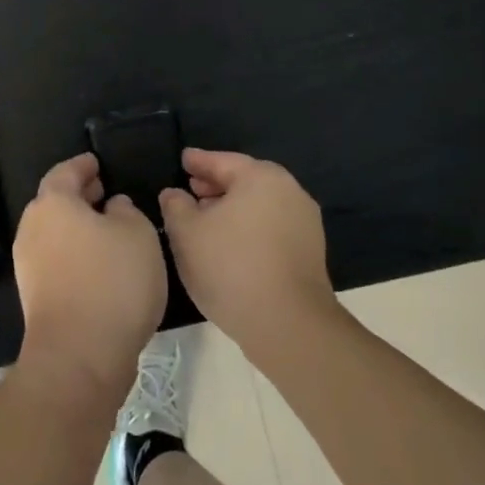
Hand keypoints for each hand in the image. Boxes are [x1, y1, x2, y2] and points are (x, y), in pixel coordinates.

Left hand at [13, 152, 166, 402]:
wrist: (79, 357)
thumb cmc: (112, 281)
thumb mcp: (138, 234)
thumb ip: (126, 211)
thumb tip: (112, 207)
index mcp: (53, 202)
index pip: (66, 171)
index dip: (83, 165)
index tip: (97, 163)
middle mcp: (33, 227)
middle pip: (54, 201)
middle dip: (79, 195)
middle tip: (104, 192)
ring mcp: (29, 263)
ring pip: (54, 231)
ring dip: (77, 226)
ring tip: (108, 229)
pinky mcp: (34, 295)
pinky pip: (56, 259)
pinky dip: (74, 252)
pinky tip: (100, 264)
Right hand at [160, 149, 336, 355]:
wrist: (288, 325)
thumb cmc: (231, 267)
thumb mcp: (186, 233)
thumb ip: (175, 206)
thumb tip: (174, 194)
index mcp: (261, 177)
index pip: (222, 161)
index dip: (198, 161)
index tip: (183, 159)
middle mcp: (289, 191)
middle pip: (245, 180)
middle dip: (216, 184)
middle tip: (192, 188)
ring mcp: (304, 223)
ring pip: (259, 205)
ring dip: (233, 208)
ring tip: (207, 219)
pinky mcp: (310, 252)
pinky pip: (271, 227)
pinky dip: (249, 227)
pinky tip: (230, 245)